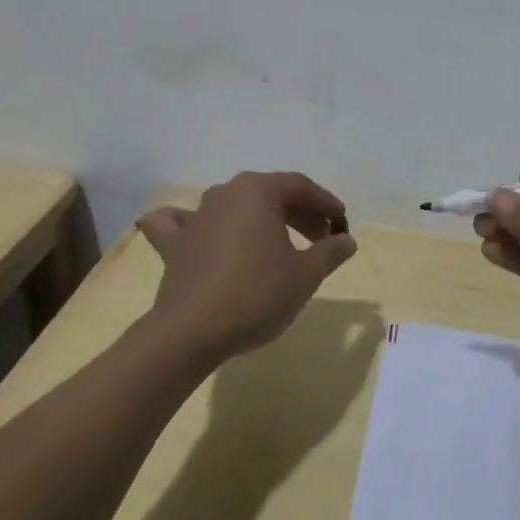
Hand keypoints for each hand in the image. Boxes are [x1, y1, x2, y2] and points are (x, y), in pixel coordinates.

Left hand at [137, 171, 357, 366]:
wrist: (192, 332)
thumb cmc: (257, 294)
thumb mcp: (306, 274)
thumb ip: (330, 251)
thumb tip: (346, 240)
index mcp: (259, 190)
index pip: (301, 187)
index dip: (326, 205)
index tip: (342, 226)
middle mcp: (225, 193)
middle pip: (270, 194)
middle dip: (300, 214)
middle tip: (322, 241)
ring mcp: (196, 216)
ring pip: (235, 207)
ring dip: (261, 220)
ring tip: (280, 245)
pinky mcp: (173, 244)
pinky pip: (182, 224)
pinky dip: (195, 225)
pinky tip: (199, 232)